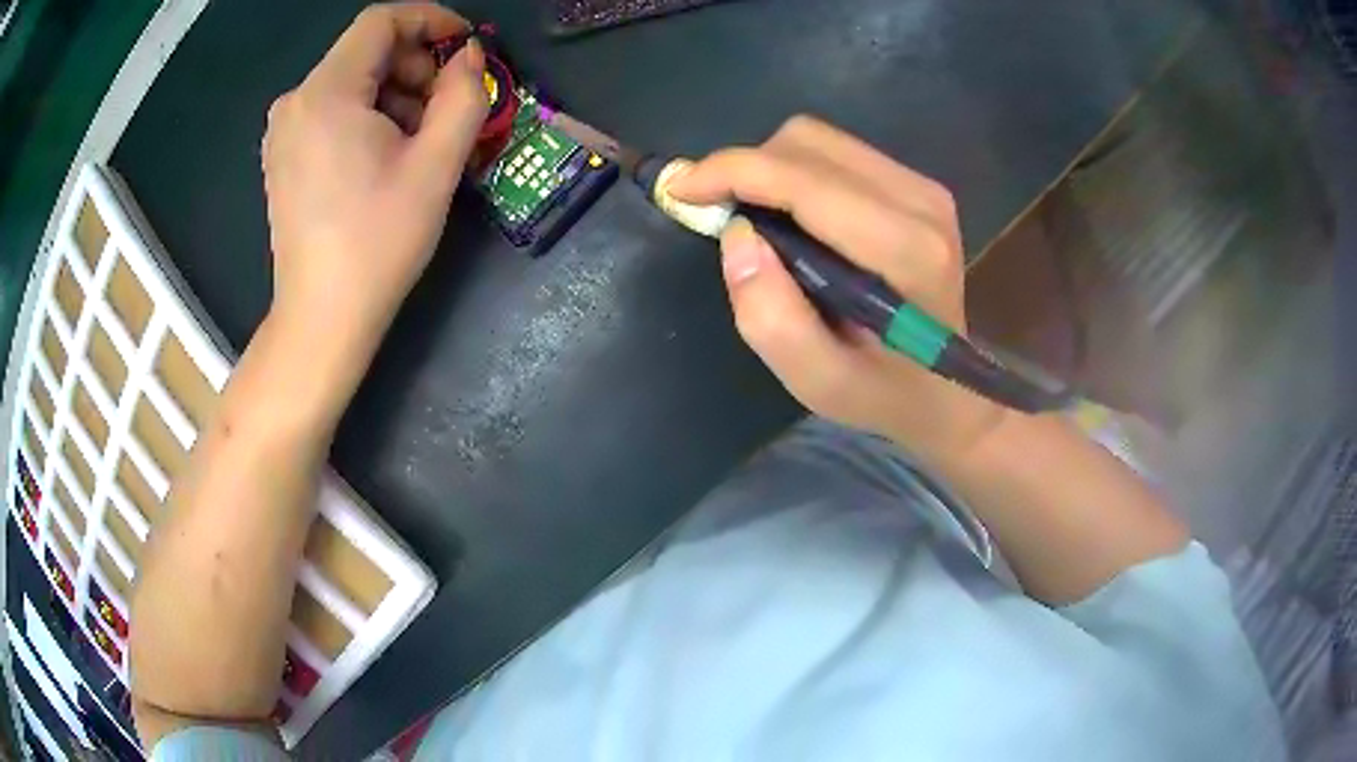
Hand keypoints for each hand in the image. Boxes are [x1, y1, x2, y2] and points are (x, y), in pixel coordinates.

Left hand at [262, 3, 487, 349]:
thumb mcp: (436, 164)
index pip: (381, 21)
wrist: (323, 317)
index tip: (465, 47)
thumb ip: (464, 94)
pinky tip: (385, 156)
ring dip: (395, 94)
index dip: (431, 19)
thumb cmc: (379, 241)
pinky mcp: (282, 156)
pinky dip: (367, 115)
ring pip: (350, 81)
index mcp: (327, 93)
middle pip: (365, 50)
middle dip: (415, 65)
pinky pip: (331, 110)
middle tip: (446, 109)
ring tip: (420, 141)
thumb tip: (469, 57)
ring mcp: (282, 131)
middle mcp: (295, 101)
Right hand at [669, 116, 1009, 462]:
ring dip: (770, 169)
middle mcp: (920, 202)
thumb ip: (772, 319)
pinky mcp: (917, 185)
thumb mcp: (819, 383)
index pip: (805, 179)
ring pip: (819, 140)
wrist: (947, 390)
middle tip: (720, 214)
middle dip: (747, 169)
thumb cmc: (883, 393)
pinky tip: (793, 216)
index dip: (733, 171)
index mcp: (905, 250)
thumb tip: (737, 235)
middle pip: (808, 143)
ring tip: (757, 220)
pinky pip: (837, 153)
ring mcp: (923, 188)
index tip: (681, 189)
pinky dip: (796, 173)